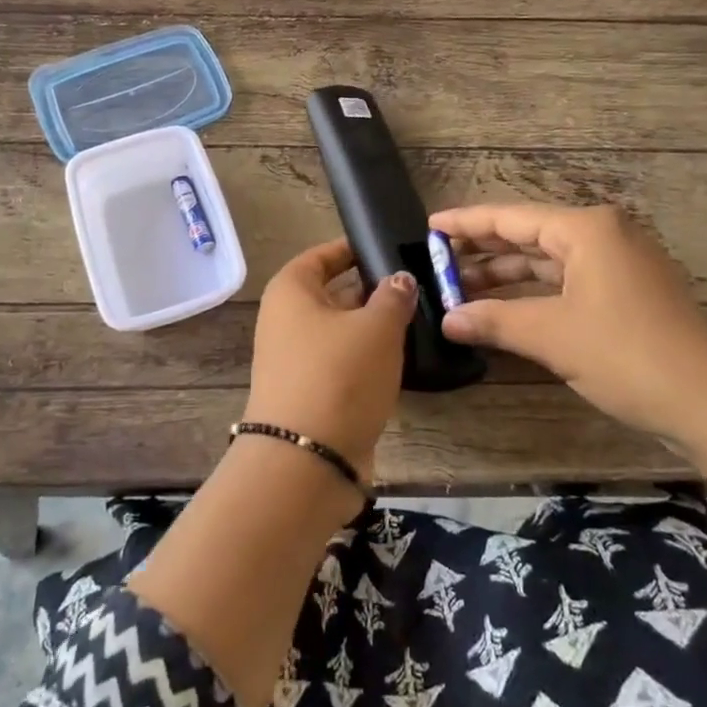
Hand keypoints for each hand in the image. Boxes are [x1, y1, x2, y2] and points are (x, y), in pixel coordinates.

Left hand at [246, 239, 417, 477]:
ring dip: (374, 327)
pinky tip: (402, 359)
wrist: (306, 461)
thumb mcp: (376, 327)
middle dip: (373, 289)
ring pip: (341, 330)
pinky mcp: (310, 392)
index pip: (323, 255)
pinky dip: (368, 358)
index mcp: (291, 290)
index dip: (355, 248)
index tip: (390, 245)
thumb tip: (400, 278)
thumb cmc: (338, 375)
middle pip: (333, 292)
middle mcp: (286, 320)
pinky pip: (342, 362)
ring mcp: (295, 359)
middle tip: (417, 285)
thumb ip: (393, 296)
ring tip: (419, 318)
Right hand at [428, 203, 706, 447]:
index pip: (512, 218)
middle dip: (484, 252)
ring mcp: (621, 265)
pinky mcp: (629, 293)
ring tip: (463, 289)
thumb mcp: (552, 335)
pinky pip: (569, 281)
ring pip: (549, 261)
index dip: (467, 222)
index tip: (430, 226)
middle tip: (439, 263)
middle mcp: (605, 236)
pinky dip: (535, 293)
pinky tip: (506, 308)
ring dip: (508, 275)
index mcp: (587, 229)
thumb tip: (448, 320)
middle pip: (530, 236)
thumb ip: (494, 320)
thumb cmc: (627, 354)